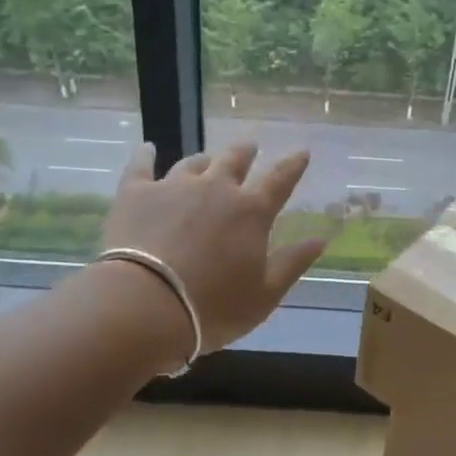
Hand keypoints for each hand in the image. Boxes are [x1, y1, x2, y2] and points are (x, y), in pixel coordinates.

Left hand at [100, 142, 326, 355]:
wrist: (144, 306)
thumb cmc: (212, 307)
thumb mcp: (264, 295)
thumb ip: (292, 263)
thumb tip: (320, 239)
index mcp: (251, 212)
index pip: (280, 180)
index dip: (293, 165)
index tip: (302, 152)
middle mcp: (216, 188)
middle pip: (235, 160)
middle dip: (246, 153)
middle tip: (250, 149)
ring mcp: (173, 186)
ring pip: (193, 163)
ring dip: (204, 160)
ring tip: (206, 160)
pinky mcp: (136, 192)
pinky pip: (141, 165)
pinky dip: (146, 155)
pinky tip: (147, 148)